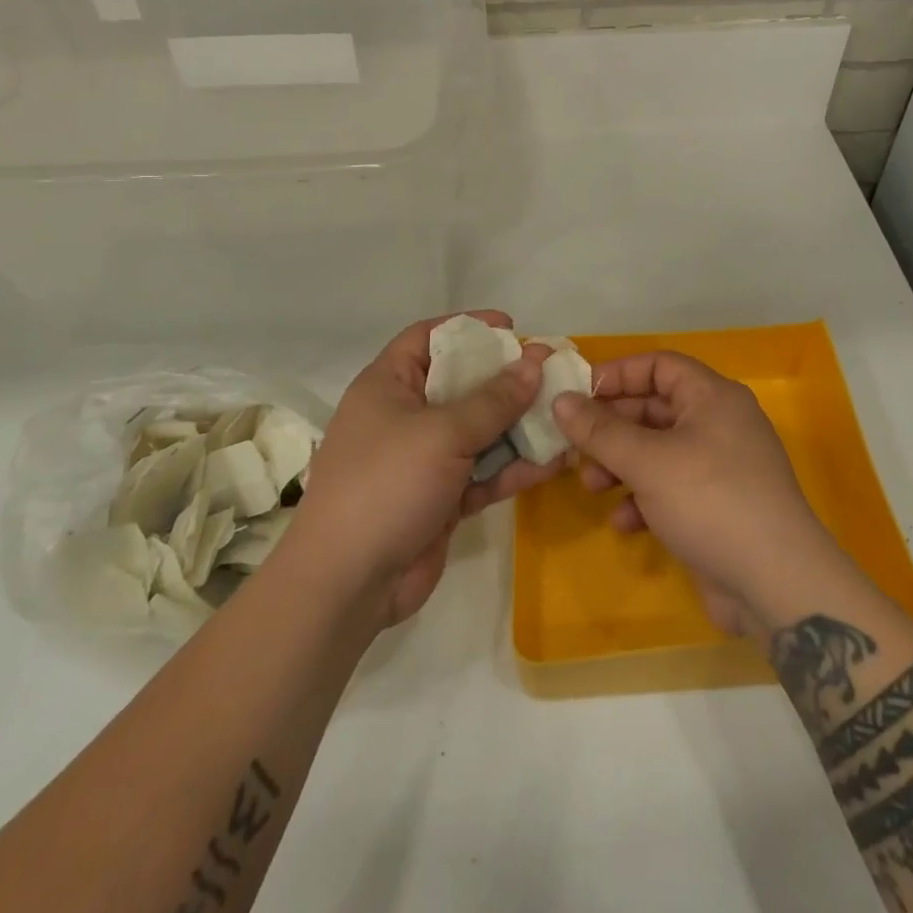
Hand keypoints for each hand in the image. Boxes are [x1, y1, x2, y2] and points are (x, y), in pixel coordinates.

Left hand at [292, 312, 559, 625]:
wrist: (347, 584)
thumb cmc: (386, 484)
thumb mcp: (442, 432)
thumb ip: (493, 399)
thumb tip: (535, 362)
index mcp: (388, 385)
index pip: (428, 338)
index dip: (469, 327)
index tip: (512, 327)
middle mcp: (405, 416)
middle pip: (462, 384)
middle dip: (507, 379)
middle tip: (551, 373)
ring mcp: (424, 460)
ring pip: (479, 431)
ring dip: (519, 426)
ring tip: (564, 415)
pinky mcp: (441, 498)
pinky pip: (483, 473)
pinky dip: (513, 468)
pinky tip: (553, 462)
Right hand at [553, 353, 840, 635]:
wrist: (777, 584)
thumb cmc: (710, 501)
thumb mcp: (648, 461)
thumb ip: (600, 430)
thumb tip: (561, 401)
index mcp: (712, 397)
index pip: (659, 365)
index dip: (618, 374)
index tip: (578, 394)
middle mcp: (719, 423)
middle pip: (654, 409)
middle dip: (612, 428)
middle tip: (574, 445)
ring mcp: (720, 467)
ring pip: (657, 451)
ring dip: (621, 465)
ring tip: (592, 486)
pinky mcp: (716, 506)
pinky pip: (670, 488)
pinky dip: (643, 499)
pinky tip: (625, 523)